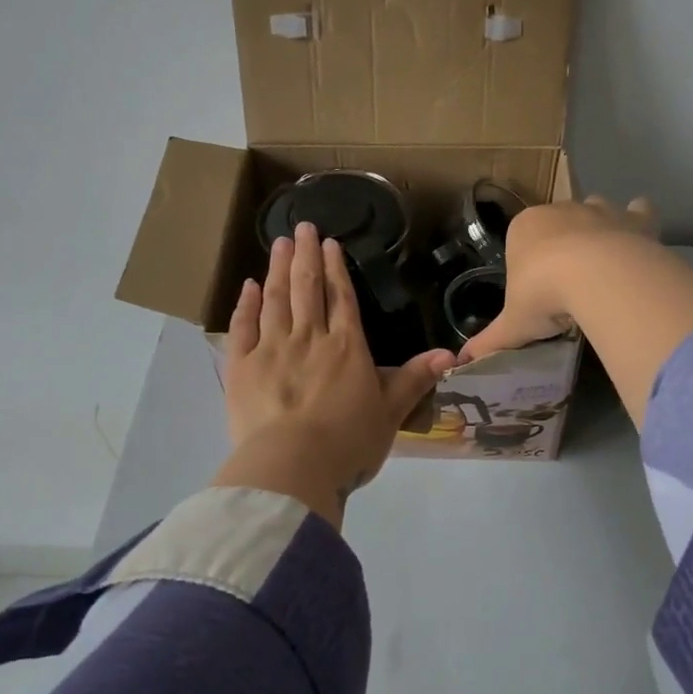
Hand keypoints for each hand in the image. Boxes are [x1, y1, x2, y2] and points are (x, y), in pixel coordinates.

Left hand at [213, 223, 453, 524]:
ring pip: (277, 299)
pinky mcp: (241, 366)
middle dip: (307, 255)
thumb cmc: (347, 444)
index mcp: (347, 347)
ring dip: (279, 268)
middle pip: (308, 288)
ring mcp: (271, 348)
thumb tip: (451, 355)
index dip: (336, 269)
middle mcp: (309, 338)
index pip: (342, 298)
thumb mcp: (390, 414)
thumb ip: (415, 380)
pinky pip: (243, 327)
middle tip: (303, 226)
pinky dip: (246, 304)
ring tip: (281, 242)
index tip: (330, 243)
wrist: (292, 467)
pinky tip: (249, 286)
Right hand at [459, 196, 659, 362]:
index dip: (528, 264)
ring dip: (598, 230)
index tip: (536, 292)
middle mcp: (560, 210)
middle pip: (558, 223)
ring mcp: (600, 210)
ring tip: (602, 267)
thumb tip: (461, 363)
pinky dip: (638, 222)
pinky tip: (638, 244)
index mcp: (524, 228)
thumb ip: (489, 341)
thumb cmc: (543, 296)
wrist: (598, 279)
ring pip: (595, 210)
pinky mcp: (635, 219)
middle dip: (561, 245)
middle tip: (568, 285)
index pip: (520, 240)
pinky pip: (638, 211)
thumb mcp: (513, 325)